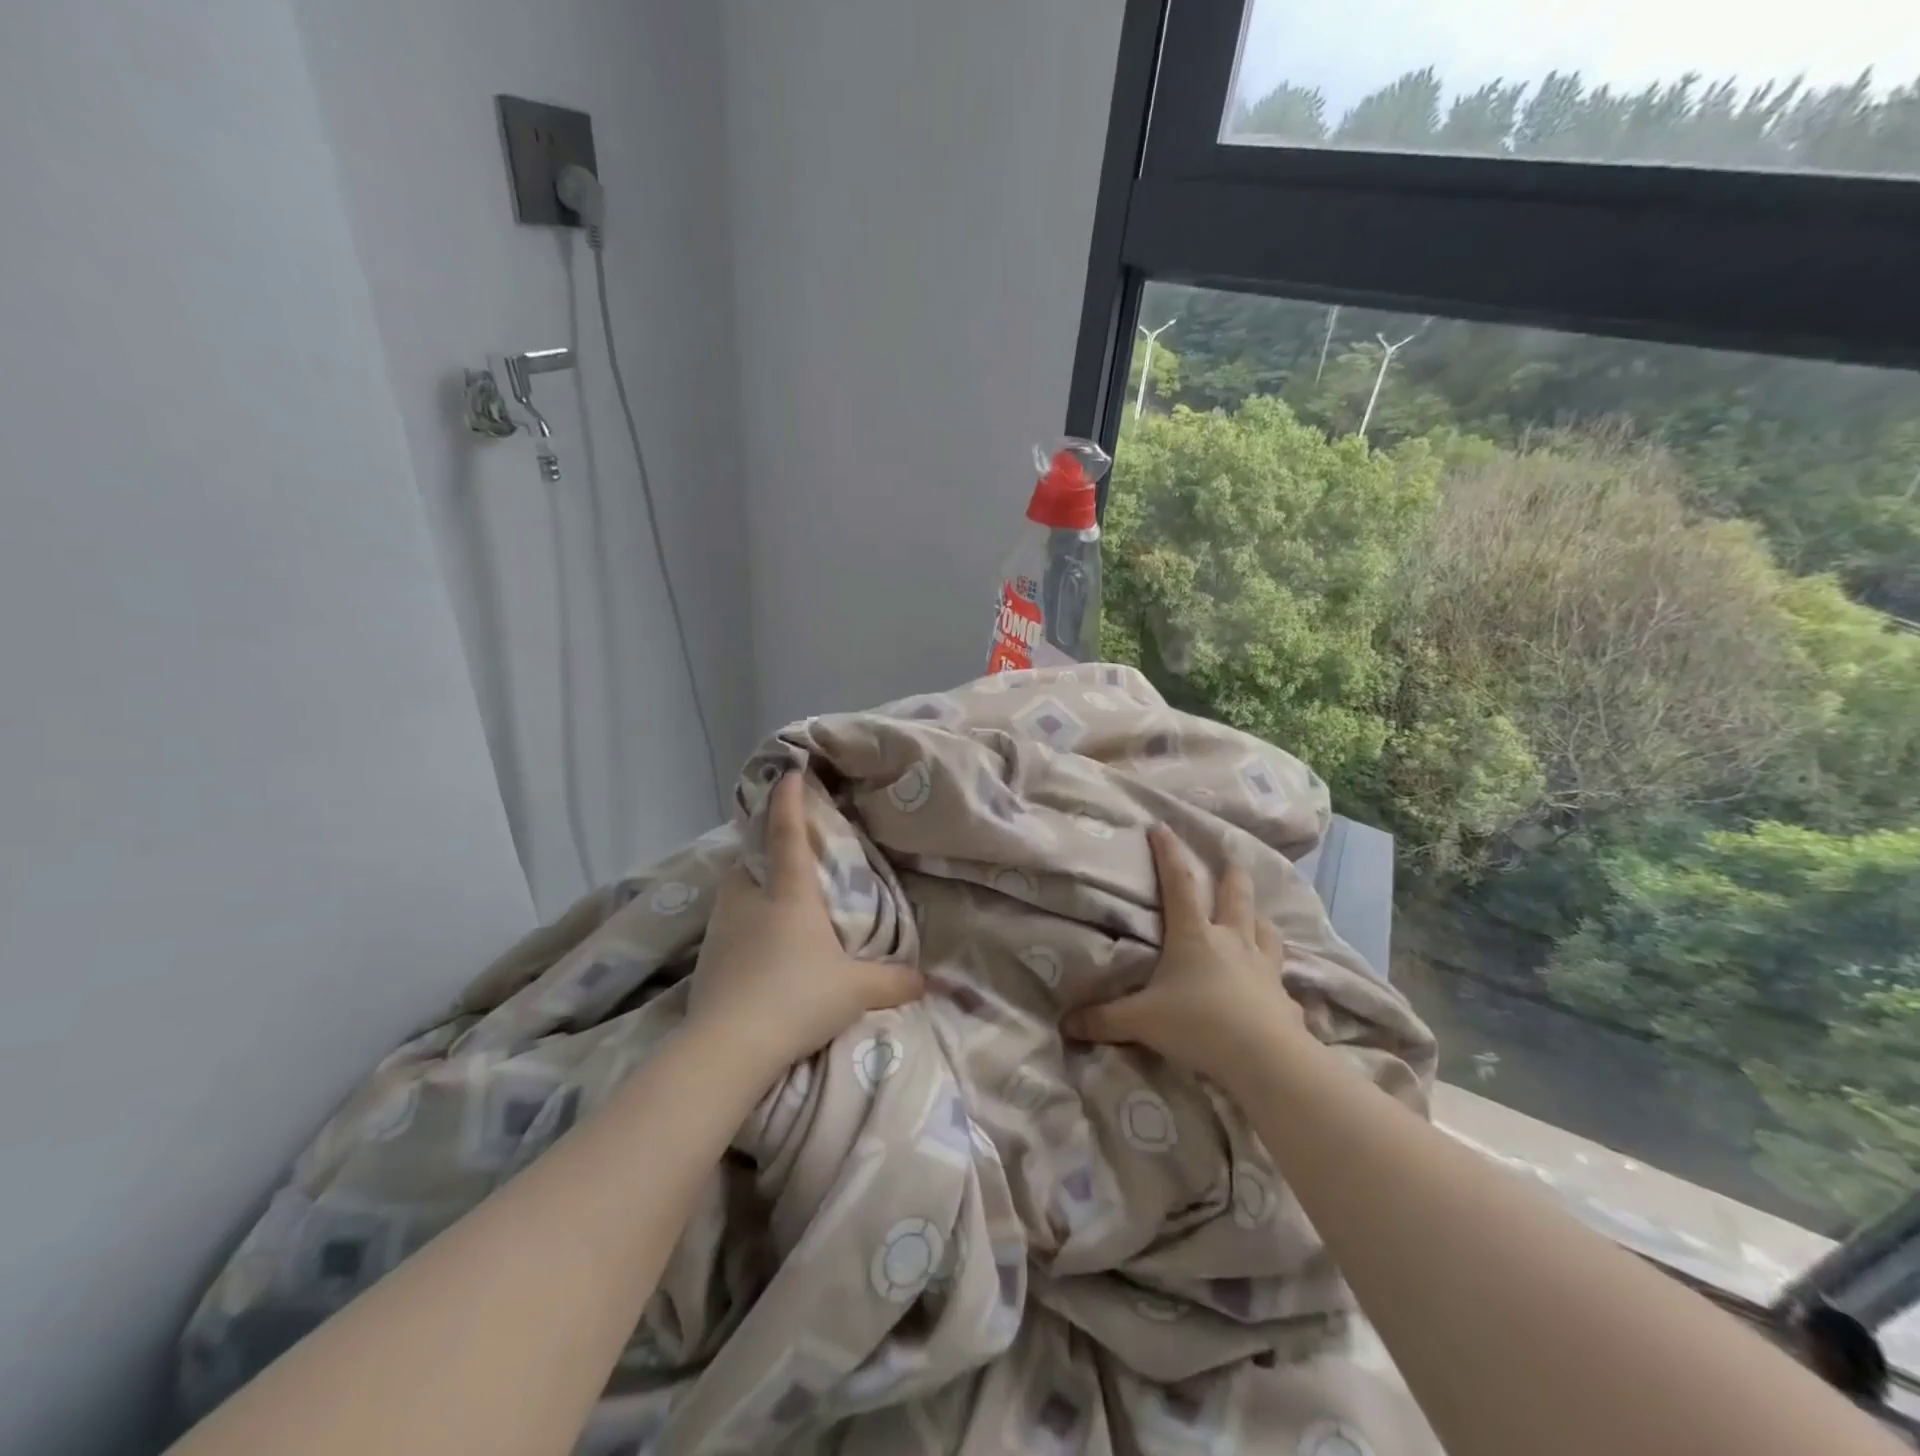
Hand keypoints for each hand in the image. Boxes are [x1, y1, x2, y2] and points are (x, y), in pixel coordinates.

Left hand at [686, 773, 923, 1078]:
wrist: (729, 1046)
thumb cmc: (798, 998)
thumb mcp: (856, 990)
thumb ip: (893, 981)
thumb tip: (927, 980)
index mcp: (789, 894)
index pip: (787, 834)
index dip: (787, 800)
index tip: (788, 772)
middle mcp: (750, 902)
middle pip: (747, 862)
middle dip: (759, 852)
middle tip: (780, 861)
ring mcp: (721, 930)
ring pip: (731, 895)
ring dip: (747, 891)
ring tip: (767, 907)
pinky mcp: (706, 961)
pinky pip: (723, 929)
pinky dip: (738, 928)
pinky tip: (753, 953)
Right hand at [1063, 825, 1307, 1085]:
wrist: (1266, 1059)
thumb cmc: (1199, 1025)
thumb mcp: (1141, 1022)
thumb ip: (1103, 1020)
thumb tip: (1065, 1024)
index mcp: (1194, 936)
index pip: (1178, 883)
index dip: (1168, 853)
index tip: (1161, 827)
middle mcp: (1231, 941)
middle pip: (1235, 895)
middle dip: (1231, 872)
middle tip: (1231, 855)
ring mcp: (1262, 967)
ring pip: (1265, 929)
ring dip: (1258, 917)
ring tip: (1255, 915)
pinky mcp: (1283, 996)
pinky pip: (1279, 976)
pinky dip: (1273, 973)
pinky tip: (1273, 984)